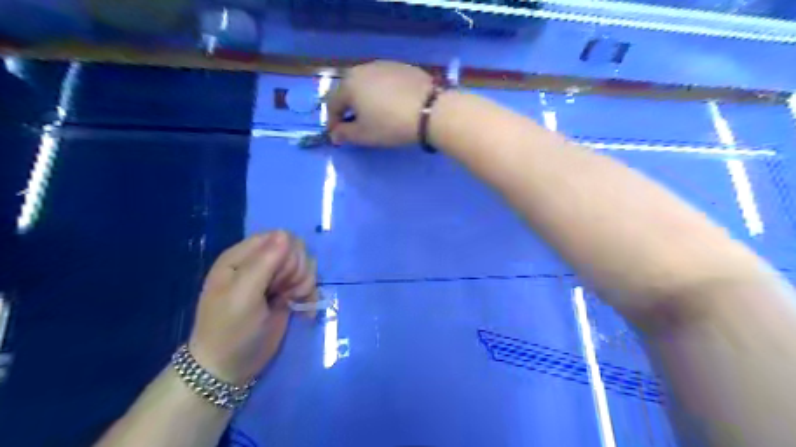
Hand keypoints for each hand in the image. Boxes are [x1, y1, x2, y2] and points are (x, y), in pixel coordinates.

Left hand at [189, 231, 317, 383]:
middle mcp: (259, 263)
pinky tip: (302, 310)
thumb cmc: (230, 330)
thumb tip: (286, 234)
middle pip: (296, 250)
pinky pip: (308, 282)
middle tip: (284, 292)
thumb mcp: (243, 295)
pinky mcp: (286, 294)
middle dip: (297, 271)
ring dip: (305, 283)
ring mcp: (275, 279)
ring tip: (291, 301)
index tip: (280, 279)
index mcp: (242, 257)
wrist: (228, 369)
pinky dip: (309, 295)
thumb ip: (264, 262)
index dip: (287, 255)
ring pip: (305, 265)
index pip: (279, 237)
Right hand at [324, 59, 433, 146]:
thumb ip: (345, 134)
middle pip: (348, 90)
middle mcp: (362, 68)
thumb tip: (335, 134)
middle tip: (354, 124)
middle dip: (348, 108)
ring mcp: (384, 65)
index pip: (332, 104)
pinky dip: (382, 92)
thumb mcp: (364, 135)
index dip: (333, 122)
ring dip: (365, 98)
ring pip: (367, 83)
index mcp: (348, 84)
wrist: (430, 110)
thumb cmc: (390, 125)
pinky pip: (385, 80)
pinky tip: (391, 104)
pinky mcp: (402, 67)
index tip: (337, 136)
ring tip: (373, 113)